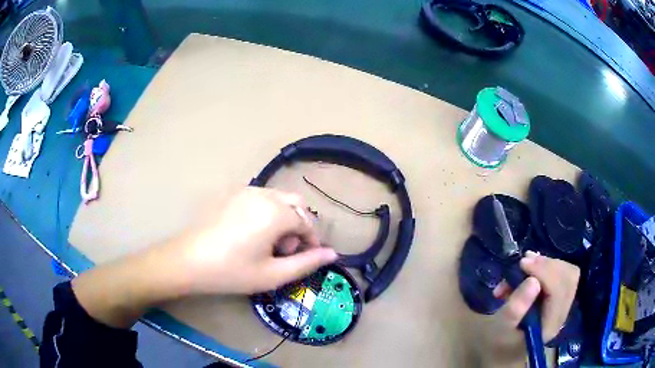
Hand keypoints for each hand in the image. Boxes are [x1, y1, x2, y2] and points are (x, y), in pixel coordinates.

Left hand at [179, 187, 337, 293]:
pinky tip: (251, 233)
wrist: (188, 260)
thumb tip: (332, 254)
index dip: (312, 241)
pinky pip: (261, 198)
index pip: (307, 222)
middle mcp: (264, 194)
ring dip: (284, 218)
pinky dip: (267, 212)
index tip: (305, 257)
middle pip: (297, 203)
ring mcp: (246, 191)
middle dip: (299, 225)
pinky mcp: (231, 193)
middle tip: (285, 250)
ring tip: (267, 243)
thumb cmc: (232, 271)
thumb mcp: (273, 274)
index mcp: (276, 213)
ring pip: (279, 199)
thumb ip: (307, 263)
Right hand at [493, 251, 579, 341]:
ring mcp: (563, 306)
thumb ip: (515, 308)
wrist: (504, 353)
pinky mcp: (559, 299)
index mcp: (550, 325)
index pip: (559, 290)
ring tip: (525, 265)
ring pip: (568, 272)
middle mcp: (562, 314)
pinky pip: (562, 274)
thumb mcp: (500, 328)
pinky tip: (530, 270)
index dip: (544, 271)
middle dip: (548, 264)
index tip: (522, 263)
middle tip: (525, 261)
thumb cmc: (499, 342)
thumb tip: (533, 281)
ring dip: (547, 264)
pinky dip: (546, 267)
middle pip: (569, 277)